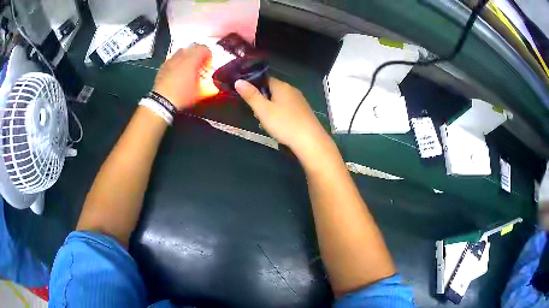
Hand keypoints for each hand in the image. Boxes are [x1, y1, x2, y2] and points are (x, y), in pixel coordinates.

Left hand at [153, 45, 211, 110]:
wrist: (162, 102)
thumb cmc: (183, 96)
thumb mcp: (199, 92)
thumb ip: (209, 85)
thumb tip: (215, 85)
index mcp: (192, 60)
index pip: (204, 48)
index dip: (208, 56)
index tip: (207, 66)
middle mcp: (181, 56)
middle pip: (192, 47)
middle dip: (198, 54)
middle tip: (199, 66)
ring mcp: (170, 60)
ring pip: (182, 51)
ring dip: (187, 56)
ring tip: (187, 68)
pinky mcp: (163, 66)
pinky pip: (173, 59)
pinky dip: (177, 62)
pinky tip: (177, 73)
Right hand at [235, 78, 330, 158]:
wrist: (310, 141)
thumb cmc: (284, 124)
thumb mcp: (263, 110)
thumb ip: (251, 95)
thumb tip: (238, 81)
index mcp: (282, 86)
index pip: (265, 79)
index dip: (254, 86)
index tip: (247, 97)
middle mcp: (292, 90)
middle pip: (273, 90)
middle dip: (263, 99)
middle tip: (256, 113)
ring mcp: (300, 101)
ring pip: (280, 100)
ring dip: (271, 108)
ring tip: (266, 122)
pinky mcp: (304, 112)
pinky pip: (288, 108)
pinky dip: (281, 114)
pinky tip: (280, 125)